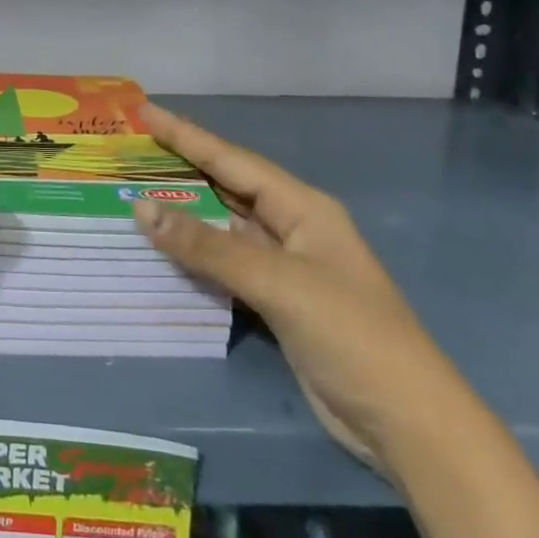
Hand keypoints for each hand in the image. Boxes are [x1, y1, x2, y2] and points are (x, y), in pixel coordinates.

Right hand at [131, 104, 468, 473]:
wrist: (408, 425)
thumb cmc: (351, 335)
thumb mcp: (277, 283)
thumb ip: (207, 247)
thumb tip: (140, 208)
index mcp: (303, 207)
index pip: (231, 160)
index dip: (186, 135)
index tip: (144, 112)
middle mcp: (292, 227)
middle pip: (226, 187)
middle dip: (180, 167)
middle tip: (131, 150)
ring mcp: (284, 266)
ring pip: (222, 227)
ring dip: (183, 212)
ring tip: (134, 191)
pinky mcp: (276, 301)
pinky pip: (224, 264)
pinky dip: (193, 254)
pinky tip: (163, 248)